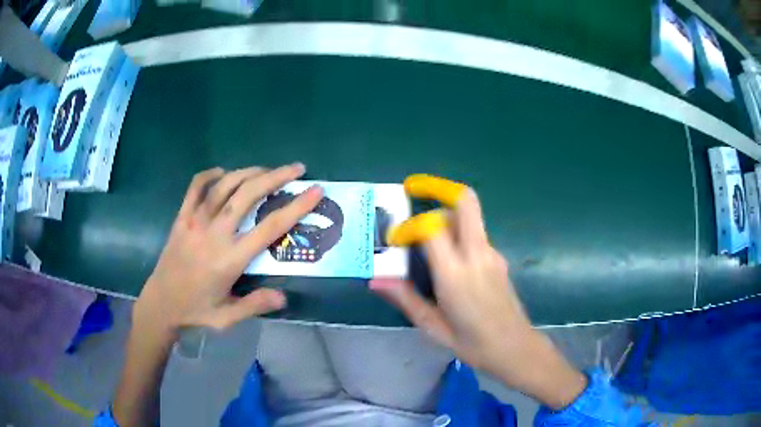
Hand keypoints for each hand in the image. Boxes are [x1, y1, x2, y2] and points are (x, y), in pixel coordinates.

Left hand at [134, 163, 323, 334]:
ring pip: (225, 186)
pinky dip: (210, 175)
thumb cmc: (195, 311)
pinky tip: (223, 173)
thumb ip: (255, 305)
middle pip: (248, 195)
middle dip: (276, 176)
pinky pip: (195, 187)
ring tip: (267, 169)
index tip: (315, 191)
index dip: (296, 207)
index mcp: (230, 259)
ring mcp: (195, 222)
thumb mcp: (227, 318)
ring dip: (248, 172)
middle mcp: (214, 234)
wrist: (160, 303)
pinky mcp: (181, 218)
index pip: (270, 228)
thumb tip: (284, 296)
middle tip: (296, 168)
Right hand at [370, 187, 586, 408]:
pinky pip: (473, 233)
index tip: (395, 241)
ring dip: (444, 214)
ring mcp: (492, 253)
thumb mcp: (432, 327)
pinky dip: (455, 232)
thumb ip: (405, 298)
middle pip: (464, 202)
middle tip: (413, 189)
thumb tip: (376, 280)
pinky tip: (445, 257)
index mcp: (456, 275)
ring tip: (424, 235)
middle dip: (437, 188)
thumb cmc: (472, 344)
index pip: (432, 228)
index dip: (409, 226)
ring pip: (468, 215)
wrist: (515, 347)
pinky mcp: (498, 258)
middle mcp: (477, 255)